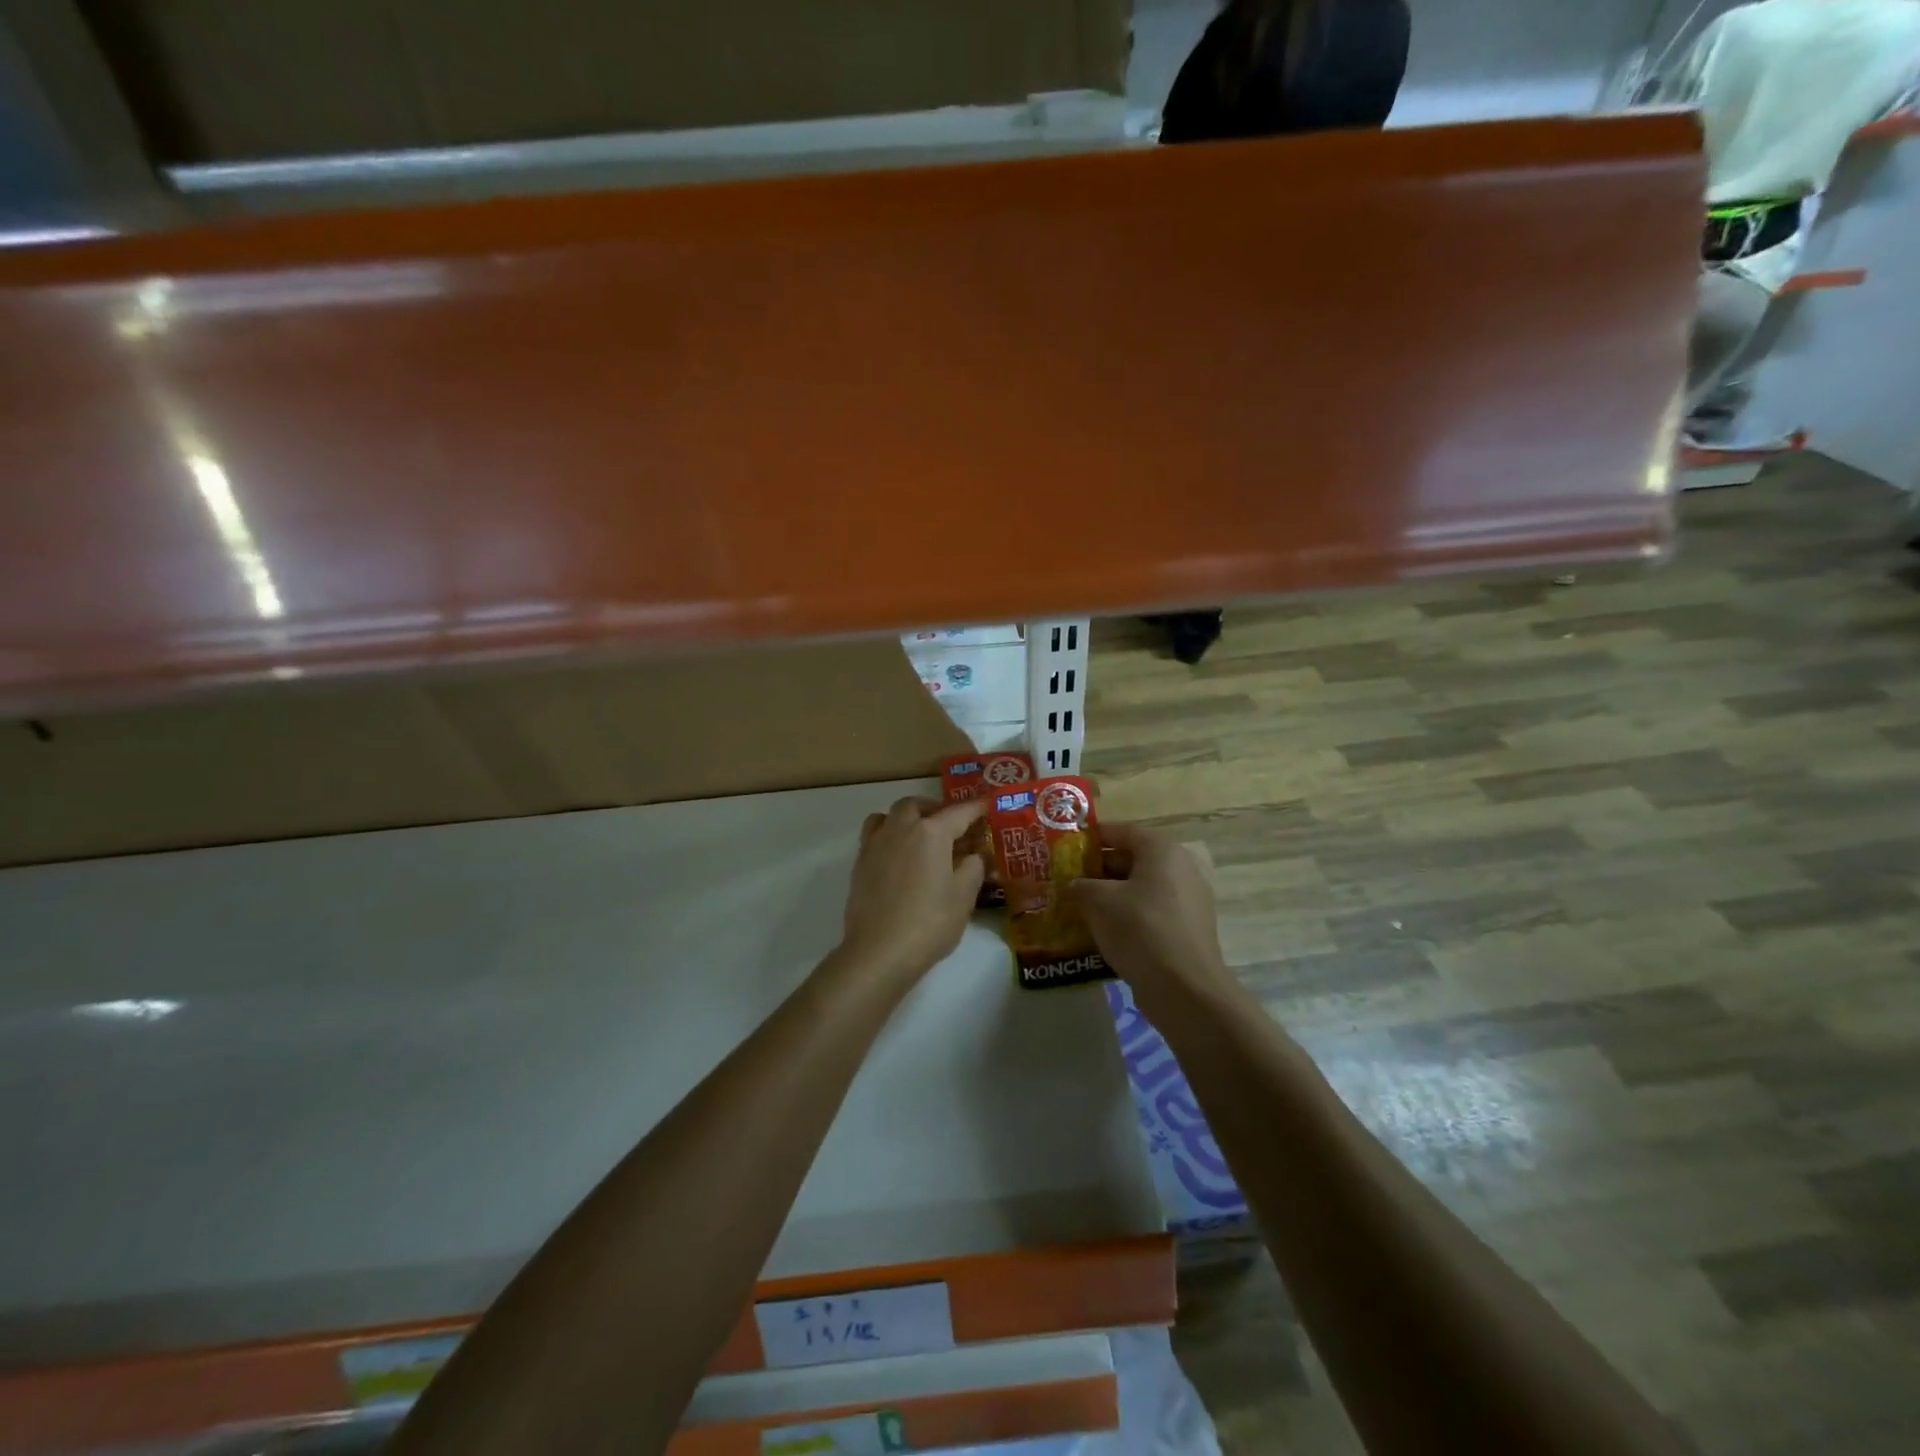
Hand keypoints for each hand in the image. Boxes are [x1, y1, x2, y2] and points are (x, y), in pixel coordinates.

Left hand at [839, 797, 986, 983]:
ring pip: (890, 815)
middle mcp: (900, 829)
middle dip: (936, 809)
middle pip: (917, 805)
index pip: (959, 812)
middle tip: (951, 826)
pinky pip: (874, 834)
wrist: (878, 951)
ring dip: (907, 817)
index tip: (987, 803)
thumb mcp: (963, 897)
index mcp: (931, 833)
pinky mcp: (860, 863)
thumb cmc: (929, 922)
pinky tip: (899, 856)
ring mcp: (876, 844)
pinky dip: (889, 834)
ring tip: (920, 835)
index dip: (976, 807)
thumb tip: (976, 855)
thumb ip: (973, 868)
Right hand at [1070, 822, 1229, 998]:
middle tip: (1069, 879)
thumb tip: (1074, 885)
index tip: (1067, 847)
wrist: (1184, 988)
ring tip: (1081, 906)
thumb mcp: (1098, 901)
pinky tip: (1104, 931)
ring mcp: (1188, 900)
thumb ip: (1081, 886)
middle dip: (1099, 868)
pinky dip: (1128, 916)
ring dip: (1112, 895)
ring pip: (1141, 888)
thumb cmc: (1139, 929)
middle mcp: (1180, 868)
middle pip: (1133, 859)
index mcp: (1161, 850)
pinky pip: (1151, 912)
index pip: (1122, 831)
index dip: (1093, 837)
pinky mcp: (1188, 929)